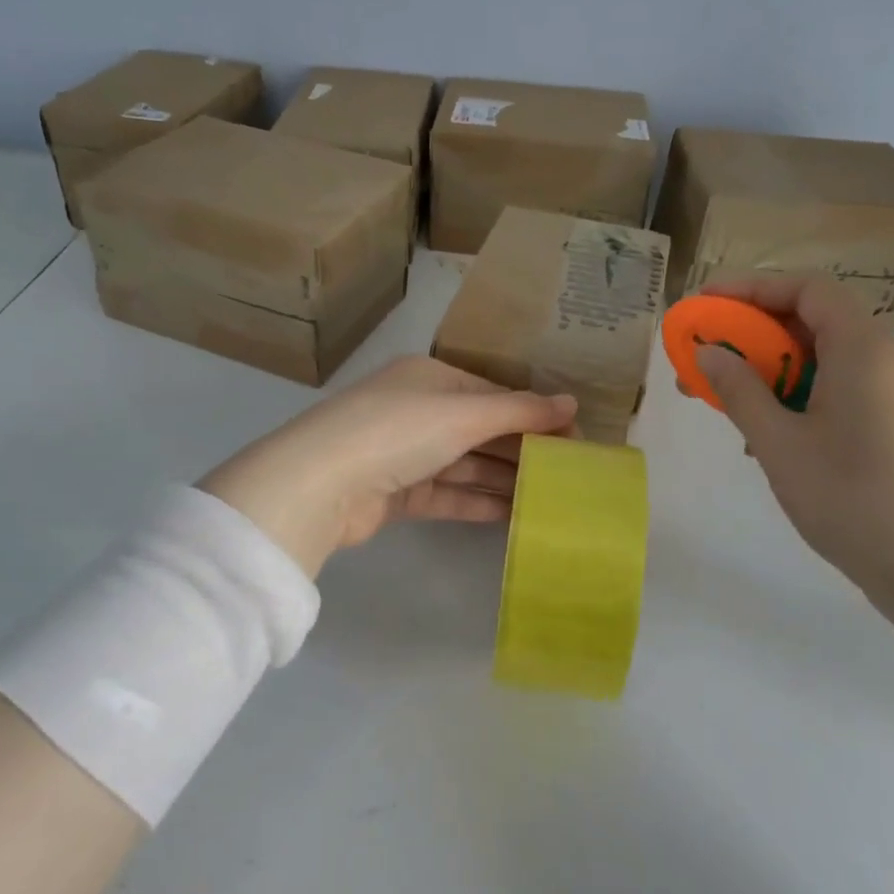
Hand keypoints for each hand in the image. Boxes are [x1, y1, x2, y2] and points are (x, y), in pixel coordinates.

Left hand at [197, 356, 577, 577]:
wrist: (320, 484)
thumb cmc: (398, 430)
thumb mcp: (464, 413)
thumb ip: (520, 410)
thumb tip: (572, 402)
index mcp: (430, 378)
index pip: (492, 394)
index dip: (534, 414)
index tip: (573, 439)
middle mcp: (416, 410)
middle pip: (480, 430)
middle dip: (521, 450)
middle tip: (567, 474)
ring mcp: (404, 453)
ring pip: (465, 465)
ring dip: (502, 479)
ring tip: (549, 498)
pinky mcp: (395, 493)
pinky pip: (446, 494)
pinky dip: (476, 502)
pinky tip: (512, 515)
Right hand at [694, 273, 893, 603]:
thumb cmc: (850, 495)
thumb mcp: (779, 441)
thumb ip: (739, 390)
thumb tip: (707, 352)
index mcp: (861, 348)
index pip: (806, 288)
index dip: (751, 288)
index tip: (705, 305)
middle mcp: (882, 359)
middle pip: (811, 321)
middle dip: (751, 333)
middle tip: (704, 355)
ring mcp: (891, 394)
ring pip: (820, 360)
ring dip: (768, 369)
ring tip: (725, 399)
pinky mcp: (892, 426)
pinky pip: (835, 390)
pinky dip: (794, 396)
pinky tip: (767, 436)